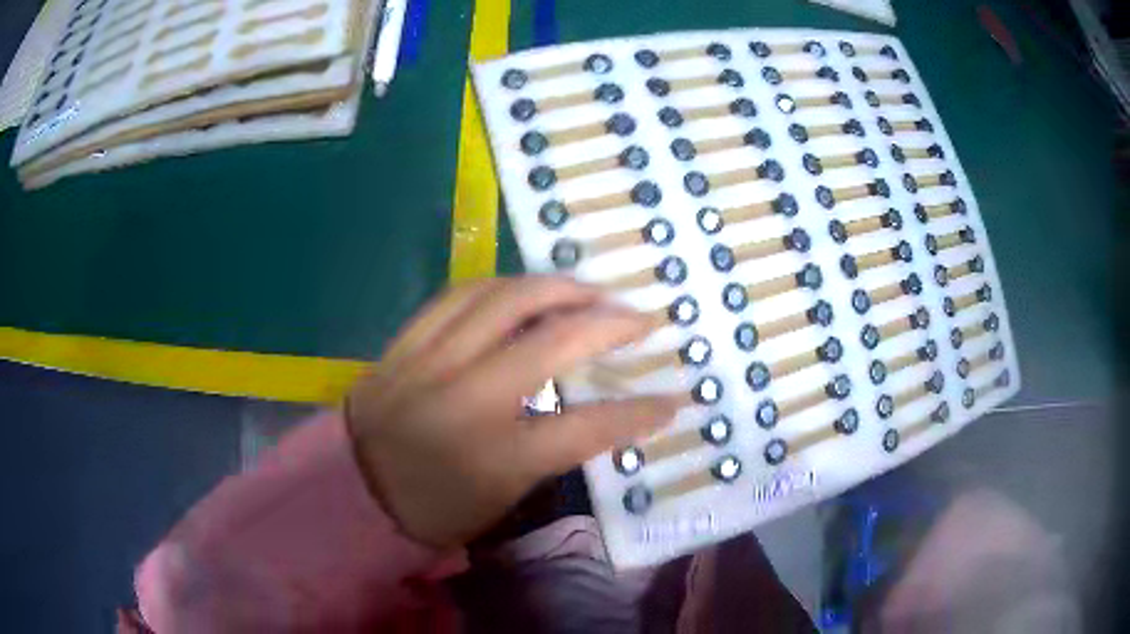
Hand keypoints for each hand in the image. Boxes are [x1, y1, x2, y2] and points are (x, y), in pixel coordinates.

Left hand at [345, 276, 679, 547]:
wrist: (350, 488)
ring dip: (556, 288)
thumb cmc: (431, 508)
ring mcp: (431, 364)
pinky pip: (458, 296)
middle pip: (552, 344)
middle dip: (609, 325)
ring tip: (586, 290)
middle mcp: (467, 402)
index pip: (586, 429)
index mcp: (495, 459)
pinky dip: (500, 286)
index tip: (672, 399)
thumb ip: (548, 454)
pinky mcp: (407, 344)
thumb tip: (593, 417)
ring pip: (504, 302)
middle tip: (639, 317)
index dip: (638, 414)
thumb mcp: (500, 499)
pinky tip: (522, 287)